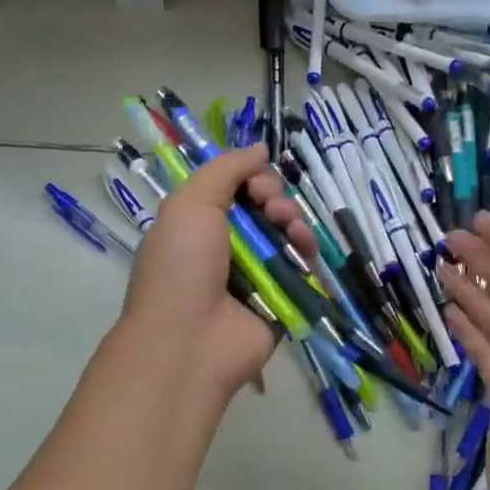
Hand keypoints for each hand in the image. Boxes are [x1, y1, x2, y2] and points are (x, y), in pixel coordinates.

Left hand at [118, 145, 317, 405]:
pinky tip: (305, 249)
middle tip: (271, 209)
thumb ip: (226, 170)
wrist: (188, 342)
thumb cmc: (182, 268)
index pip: (237, 188)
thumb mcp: (191, 204)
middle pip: (266, 208)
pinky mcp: (281, 301)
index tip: (255, 186)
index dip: (252, 178)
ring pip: (287, 235)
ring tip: (290, 229)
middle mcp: (228, 248)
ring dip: (293, 222)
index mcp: (199, 224)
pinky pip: (301, 270)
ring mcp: (256, 276)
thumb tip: (260, 147)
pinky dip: (307, 254)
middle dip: (276, 198)